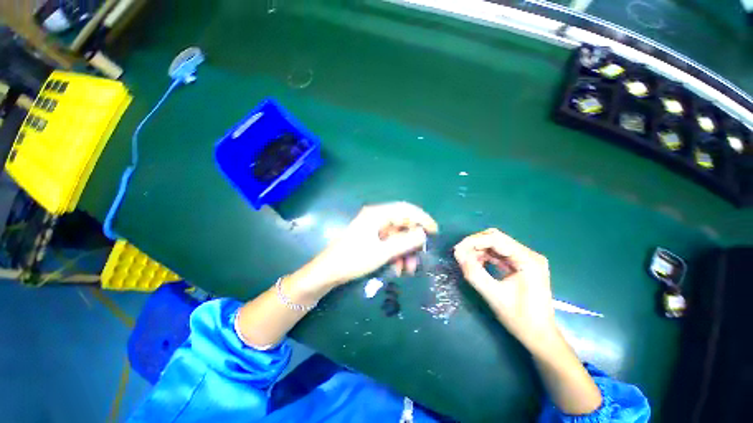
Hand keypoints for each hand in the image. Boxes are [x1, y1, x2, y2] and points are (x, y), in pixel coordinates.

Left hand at [305, 202, 437, 287]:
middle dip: (412, 242)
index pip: (405, 209)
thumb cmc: (354, 259)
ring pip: (396, 237)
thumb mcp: (382, 252)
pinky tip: (396, 269)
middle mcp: (376, 217)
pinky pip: (388, 243)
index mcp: (377, 214)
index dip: (422, 218)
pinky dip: (395, 255)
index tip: (434, 232)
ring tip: (408, 270)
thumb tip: (423, 234)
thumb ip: (404, 242)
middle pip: (402, 224)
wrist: (328, 272)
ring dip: (404, 252)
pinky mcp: (370, 238)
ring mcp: (373, 228)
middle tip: (420, 257)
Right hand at [454, 228, 556, 351]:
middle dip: (475, 244)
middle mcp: (529, 254)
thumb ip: (474, 273)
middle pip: (496, 238)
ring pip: (497, 244)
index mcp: (528, 260)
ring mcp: (527, 258)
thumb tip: (457, 254)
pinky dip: (486, 255)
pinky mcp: (522, 264)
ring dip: (479, 249)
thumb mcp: (493, 295)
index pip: (496, 239)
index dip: (473, 242)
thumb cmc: (520, 319)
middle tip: (460, 254)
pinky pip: (500, 253)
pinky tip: (477, 263)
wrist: (539, 336)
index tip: (457, 250)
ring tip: (466, 260)